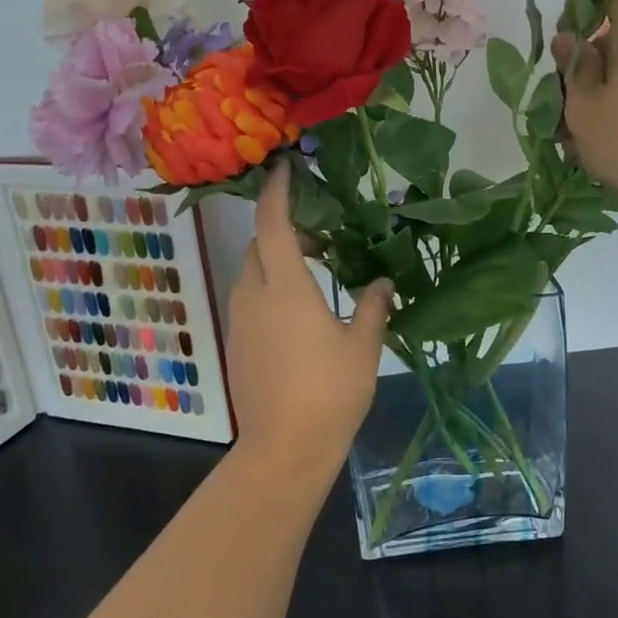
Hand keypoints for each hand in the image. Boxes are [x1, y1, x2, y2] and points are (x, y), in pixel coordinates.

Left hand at [226, 161, 391, 476]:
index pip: (273, 224)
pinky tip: (296, 313)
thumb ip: (374, 307)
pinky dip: (268, 289)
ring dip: (275, 262)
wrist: (284, 448)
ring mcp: (239, 321)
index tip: (285, 168)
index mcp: (285, 287)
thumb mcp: (363, 347)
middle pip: (259, 246)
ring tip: (311, 273)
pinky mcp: (235, 344)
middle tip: (319, 237)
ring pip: (251, 273)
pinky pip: (249, 300)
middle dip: (282, 230)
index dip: (277, 192)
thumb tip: (381, 282)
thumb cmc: (329, 392)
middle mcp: (253, 295)